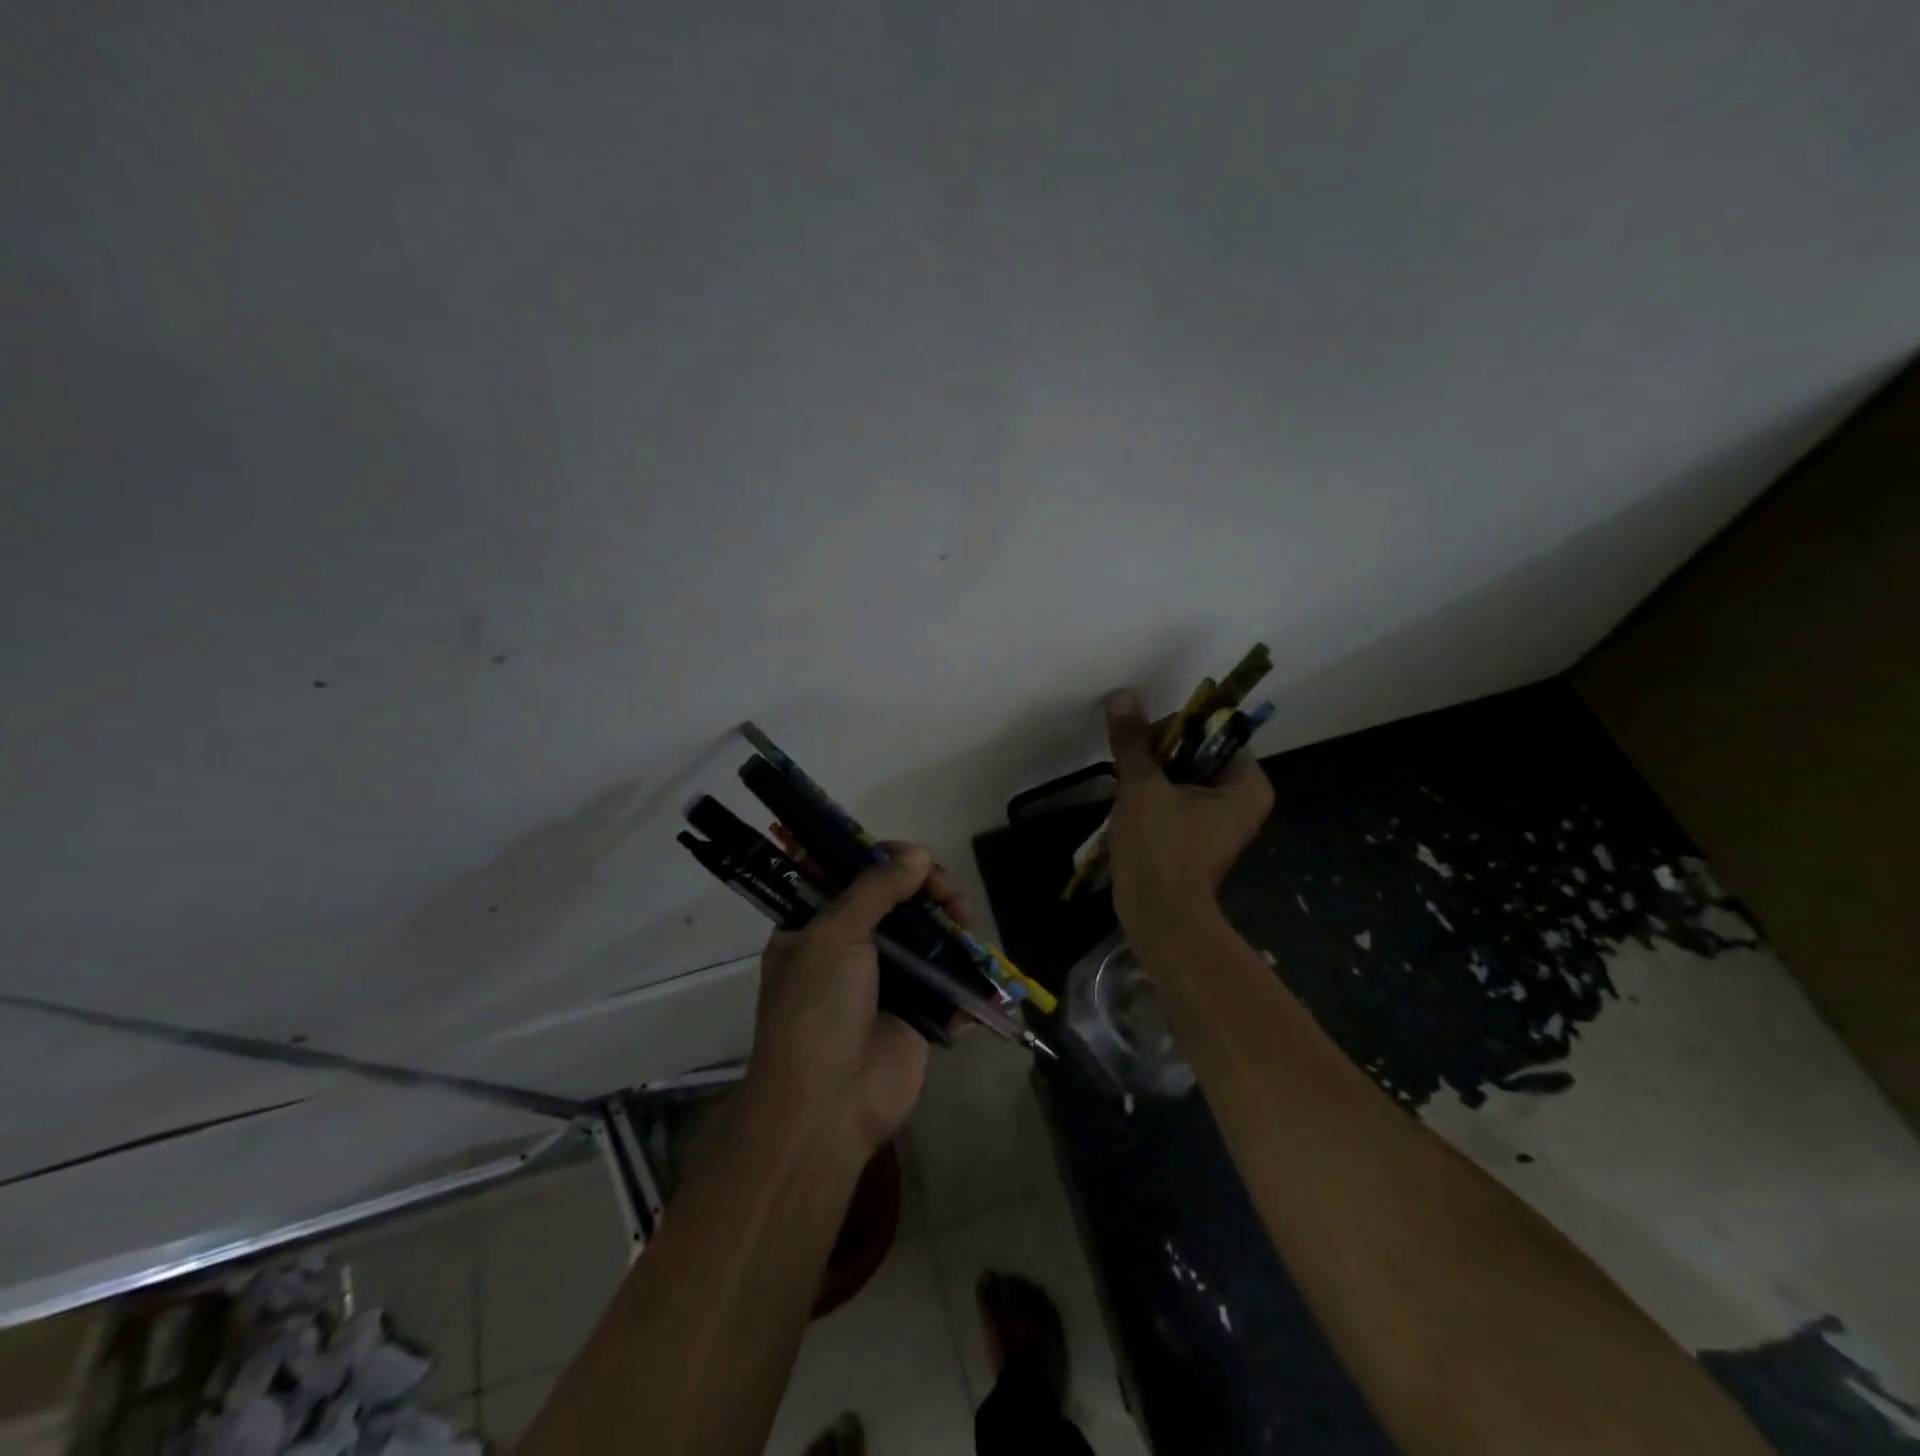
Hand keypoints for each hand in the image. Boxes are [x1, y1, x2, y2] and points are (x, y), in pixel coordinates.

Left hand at [747, 844, 970, 1159]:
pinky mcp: (916, 1015)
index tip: (912, 857)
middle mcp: (847, 951)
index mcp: (813, 929)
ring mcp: (884, 983)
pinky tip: (971, 969)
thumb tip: (917, 854)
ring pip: (924, 937)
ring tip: (964, 922)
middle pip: (894, 903)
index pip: (849, 877)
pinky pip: (944, 984)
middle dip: (926, 890)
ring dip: (949, 926)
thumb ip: (876, 890)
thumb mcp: (834, 935)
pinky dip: (961, 975)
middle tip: (948, 894)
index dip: (881, 860)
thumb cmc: (817, 1009)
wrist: (828, 1105)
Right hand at [1103, 688, 1273, 923]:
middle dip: (1159, 755)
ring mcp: (1220, 823)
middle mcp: (1242, 800)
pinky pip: (1176, 803)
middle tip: (1130, 766)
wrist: (1159, 917)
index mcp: (1247, 784)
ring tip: (1125, 786)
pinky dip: (1153, 800)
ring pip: (1182, 779)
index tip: (1143, 742)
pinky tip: (1129, 808)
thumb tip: (1122, 696)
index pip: (1213, 733)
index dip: (1175, 729)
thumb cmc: (1161, 849)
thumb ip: (1133, 741)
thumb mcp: (1143, 788)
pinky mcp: (1197, 840)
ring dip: (1152, 776)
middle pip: (1196, 754)